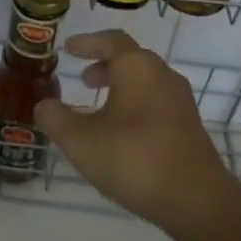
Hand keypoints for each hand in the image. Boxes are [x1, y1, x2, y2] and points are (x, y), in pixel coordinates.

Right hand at [33, 31, 235, 232]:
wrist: (197, 200)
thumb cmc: (134, 158)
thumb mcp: (80, 140)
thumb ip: (56, 119)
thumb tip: (44, 105)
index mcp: (137, 68)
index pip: (111, 41)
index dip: (87, 43)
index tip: (68, 49)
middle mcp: (163, 76)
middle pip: (131, 60)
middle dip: (105, 66)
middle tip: (84, 79)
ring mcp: (180, 103)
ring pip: (146, 83)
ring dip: (121, 88)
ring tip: (99, 108)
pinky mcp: (190, 128)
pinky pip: (156, 104)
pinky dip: (135, 107)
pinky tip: (122, 134)